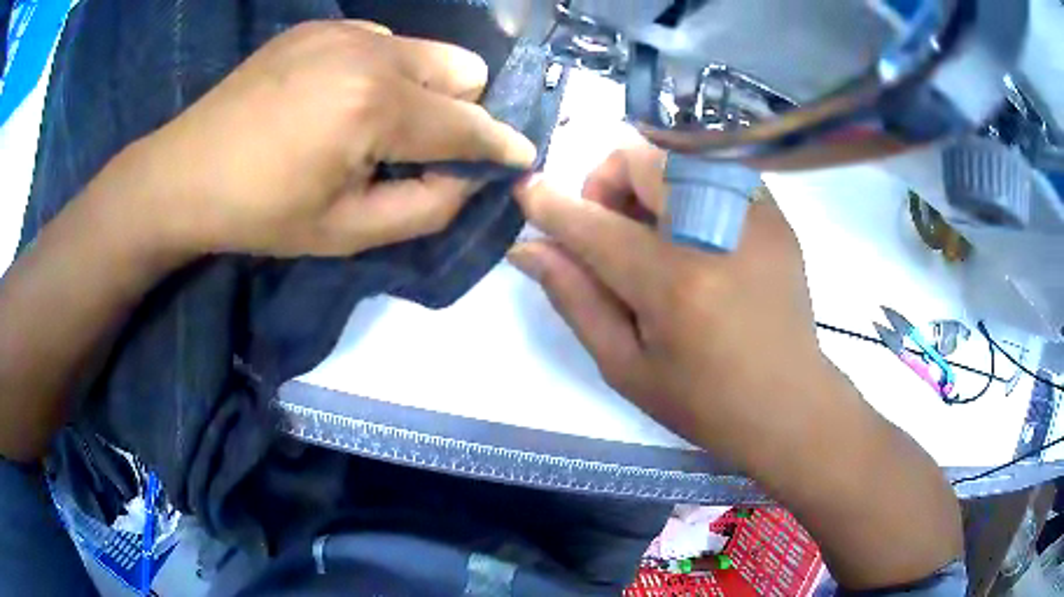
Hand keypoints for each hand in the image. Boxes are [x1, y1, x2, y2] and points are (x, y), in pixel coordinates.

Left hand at [115, 21, 535, 257]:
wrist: (184, 174)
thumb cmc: (260, 213)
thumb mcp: (346, 233)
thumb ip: (425, 208)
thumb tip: (469, 179)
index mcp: (376, 106)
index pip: (470, 124)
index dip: (500, 147)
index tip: (518, 159)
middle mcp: (372, 51)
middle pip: (464, 70)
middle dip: (458, 112)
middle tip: (416, 148)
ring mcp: (344, 31)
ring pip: (426, 52)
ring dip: (421, 90)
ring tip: (371, 123)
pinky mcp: (320, 26)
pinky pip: (383, 42)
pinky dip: (382, 72)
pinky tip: (337, 99)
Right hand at [511, 144, 963, 589]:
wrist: (790, 403)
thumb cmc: (704, 402)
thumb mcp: (626, 366)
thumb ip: (574, 298)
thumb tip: (529, 248)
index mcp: (674, 282)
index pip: (593, 223)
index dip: (550, 203)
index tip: (526, 190)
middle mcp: (717, 230)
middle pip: (641, 156)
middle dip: (606, 181)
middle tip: (609, 231)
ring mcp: (754, 214)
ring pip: (678, 154)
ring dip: (646, 183)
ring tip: (652, 235)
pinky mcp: (775, 214)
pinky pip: (713, 172)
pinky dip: (685, 190)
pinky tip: (692, 236)